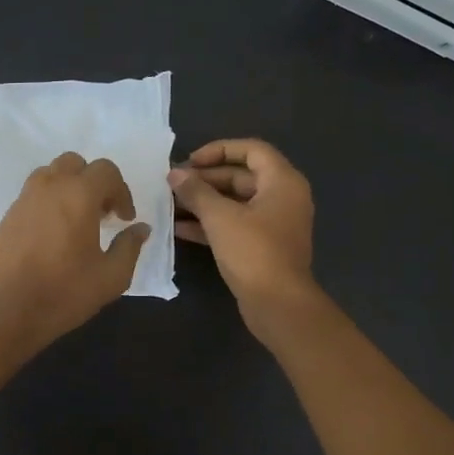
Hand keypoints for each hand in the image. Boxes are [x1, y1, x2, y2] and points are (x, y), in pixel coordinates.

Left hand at [0, 152, 150, 354]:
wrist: (10, 312)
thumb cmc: (66, 292)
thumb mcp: (112, 276)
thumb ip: (130, 246)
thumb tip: (140, 229)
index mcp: (78, 195)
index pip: (106, 171)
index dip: (121, 191)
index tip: (124, 219)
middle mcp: (49, 187)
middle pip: (75, 163)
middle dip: (93, 182)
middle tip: (101, 212)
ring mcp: (23, 200)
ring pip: (50, 174)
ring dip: (68, 187)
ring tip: (76, 219)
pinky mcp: (7, 217)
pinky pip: (32, 195)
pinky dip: (48, 203)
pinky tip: (52, 235)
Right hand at [168, 138, 318, 326]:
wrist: (278, 304)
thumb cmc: (253, 252)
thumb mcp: (220, 217)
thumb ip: (196, 191)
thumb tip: (174, 174)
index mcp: (283, 182)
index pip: (251, 150)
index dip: (219, 150)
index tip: (190, 161)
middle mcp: (283, 198)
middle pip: (241, 176)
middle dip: (206, 179)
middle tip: (173, 184)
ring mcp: (273, 224)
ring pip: (235, 203)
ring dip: (204, 202)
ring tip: (170, 204)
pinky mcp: (263, 247)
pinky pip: (235, 225)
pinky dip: (210, 224)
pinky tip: (178, 228)